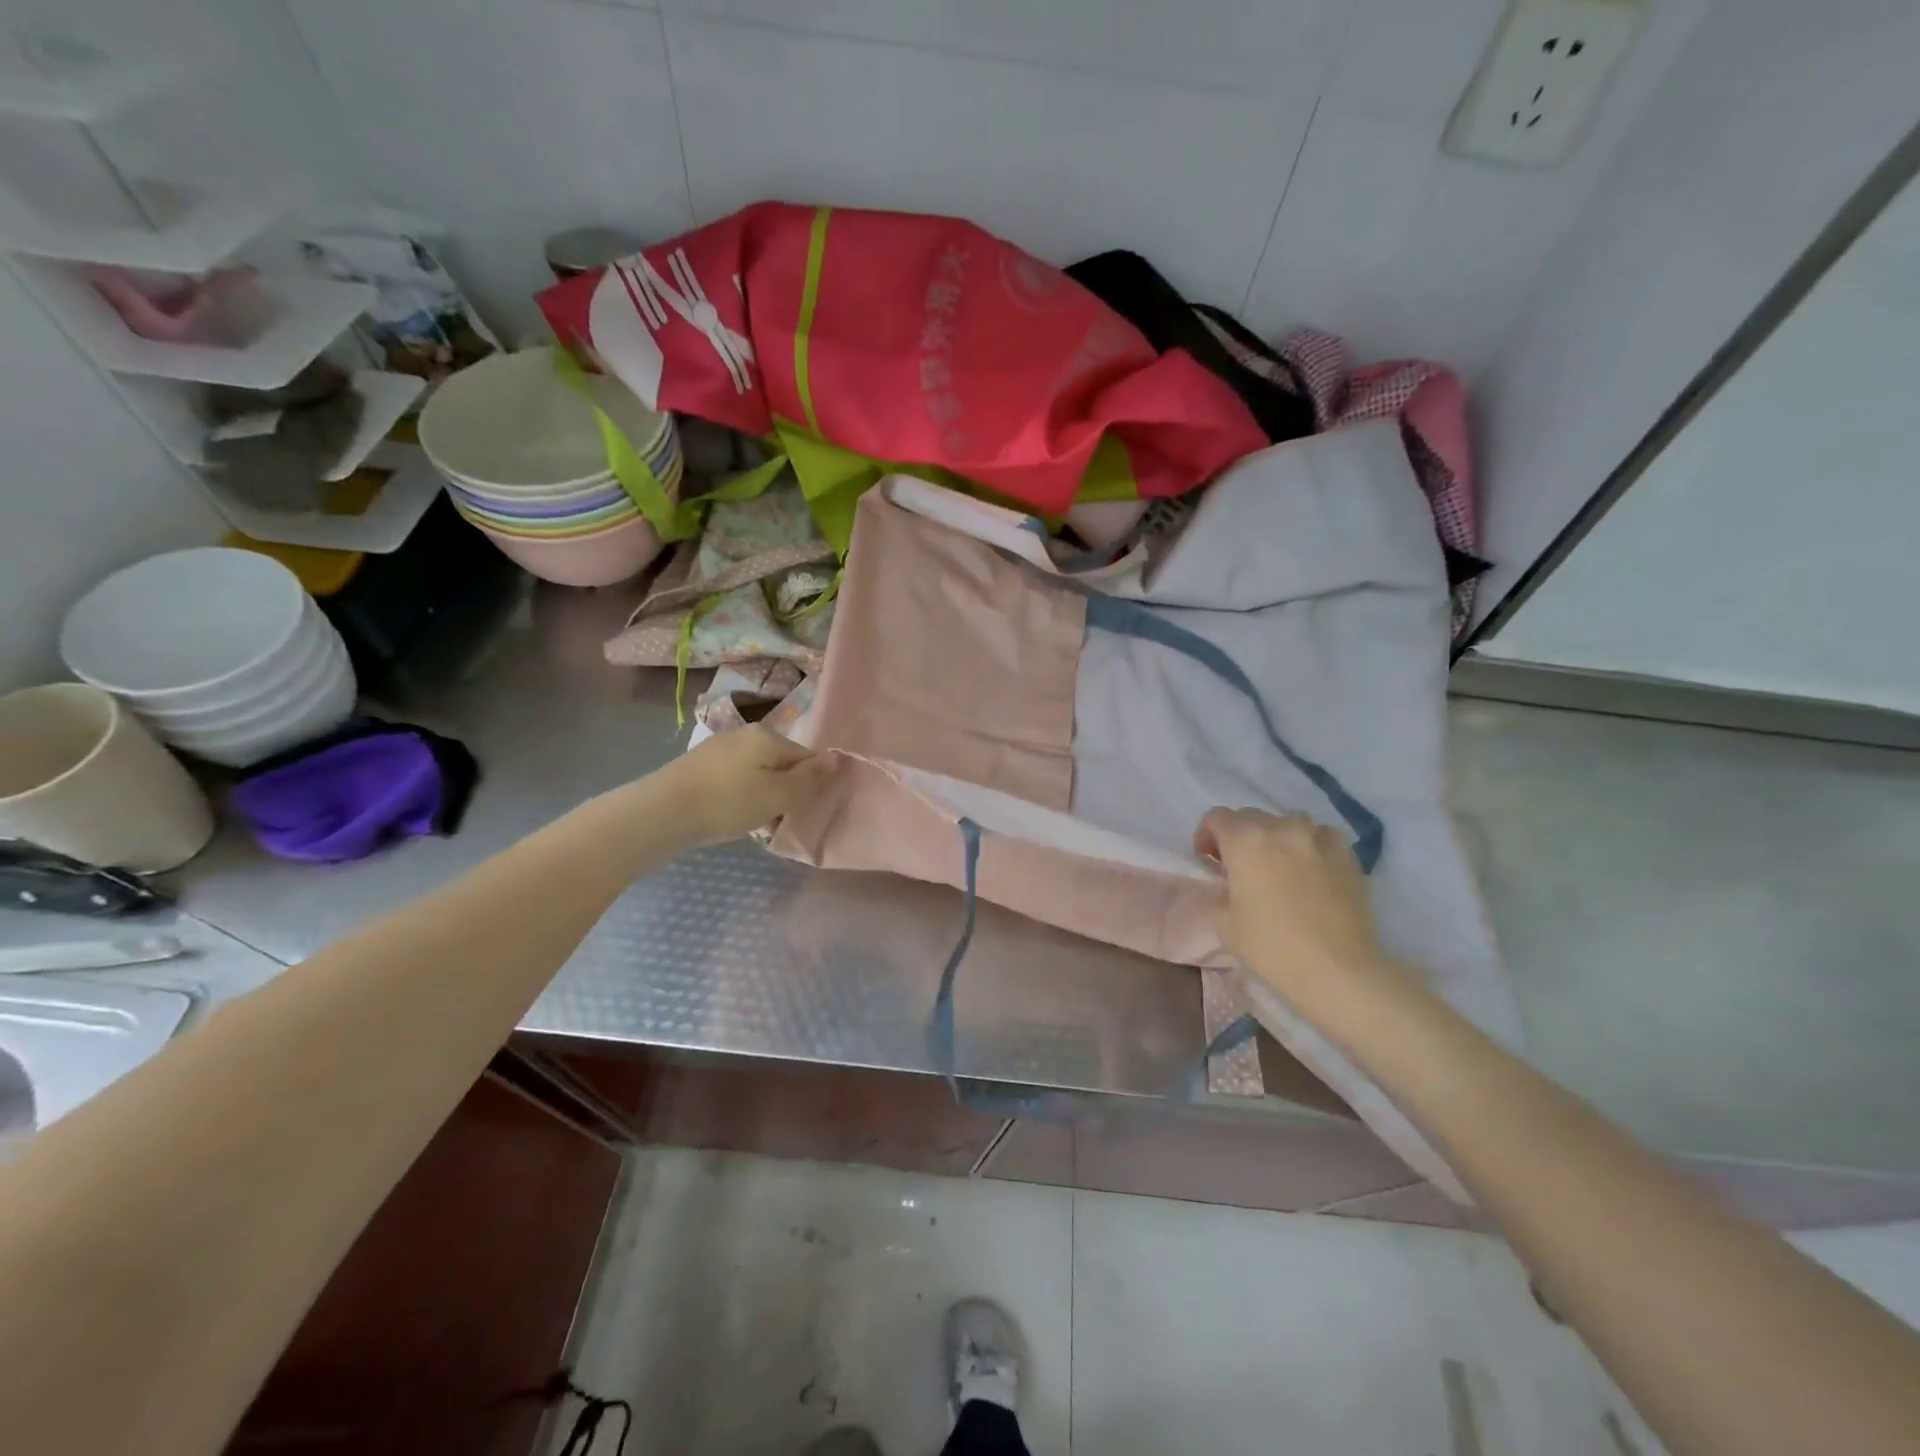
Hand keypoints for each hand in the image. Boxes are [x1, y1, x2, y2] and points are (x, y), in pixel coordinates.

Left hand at [657, 727, 822, 844]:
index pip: (806, 757)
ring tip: (754, 823)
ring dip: (762, 796)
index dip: (811, 784)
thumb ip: (809, 779)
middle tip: (779, 819)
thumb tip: (836, 759)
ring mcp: (718, 749)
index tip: (804, 810)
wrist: (660, 813)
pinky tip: (730, 816)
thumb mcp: (777, 795)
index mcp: (767, 736)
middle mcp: (744, 734)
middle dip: (785, 790)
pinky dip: (739, 797)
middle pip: (781, 763)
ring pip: (757, 773)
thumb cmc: (726, 803)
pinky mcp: (698, 767)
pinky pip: (734, 780)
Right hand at [1194, 808, 1404, 1009]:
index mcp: (1245, 840)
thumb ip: (1218, 891)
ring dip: (1275, 838)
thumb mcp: (1223, 922)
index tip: (1209, 862)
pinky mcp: (1347, 855)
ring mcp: (1318, 837)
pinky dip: (1310, 846)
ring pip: (1288, 823)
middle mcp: (1281, 827)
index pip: (1216, 817)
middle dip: (1239, 837)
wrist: (1338, 970)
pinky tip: (1311, 870)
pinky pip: (1321, 837)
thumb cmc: (1272, 946)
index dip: (1206, 836)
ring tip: (1278, 867)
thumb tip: (1226, 882)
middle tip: (1240, 868)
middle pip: (1251, 817)